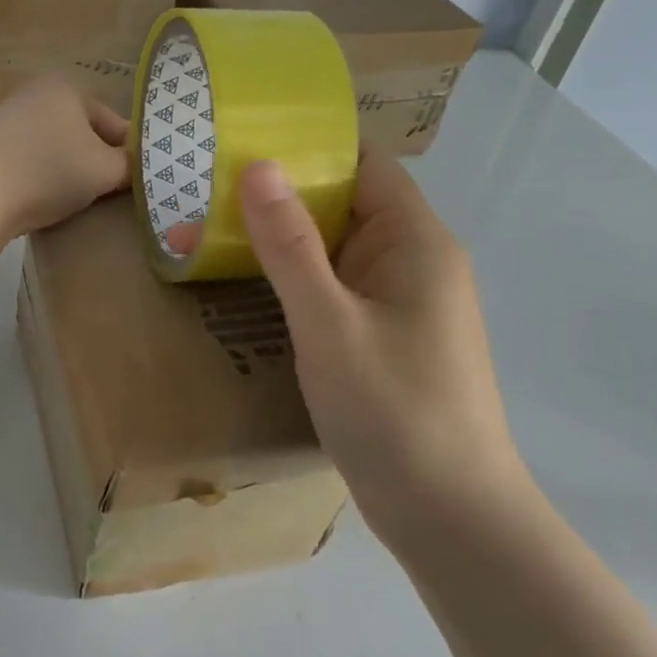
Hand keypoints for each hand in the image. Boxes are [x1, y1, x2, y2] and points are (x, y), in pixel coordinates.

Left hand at [0, 76, 129, 263]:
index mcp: (67, 88)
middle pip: (82, 134)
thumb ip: (130, 167)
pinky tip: (39, 201)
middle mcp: (35, 95)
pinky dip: (38, 180)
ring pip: (54, 149)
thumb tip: (136, 166)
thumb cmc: (48, 171)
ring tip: (74, 202)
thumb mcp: (104, 171)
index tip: (136, 183)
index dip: (129, 154)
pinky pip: (26, 164)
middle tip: (108, 194)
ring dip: (66, 172)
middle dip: (96, 162)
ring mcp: (5, 120)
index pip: (114, 122)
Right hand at [229, 153, 528, 545]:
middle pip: (345, 202)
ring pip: (335, 247)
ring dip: (282, 235)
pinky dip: (294, 275)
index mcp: (415, 241)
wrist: (450, 518)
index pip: (363, 164)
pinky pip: (333, 285)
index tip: (243, 138)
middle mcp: (412, 260)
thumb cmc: (395, 412)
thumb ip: (289, 245)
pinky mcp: (381, 334)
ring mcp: (398, 300)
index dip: (309, 145)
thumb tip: (257, 165)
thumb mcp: (329, 323)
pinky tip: (247, 278)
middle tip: (207, 181)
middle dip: (282, 191)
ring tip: (211, 220)